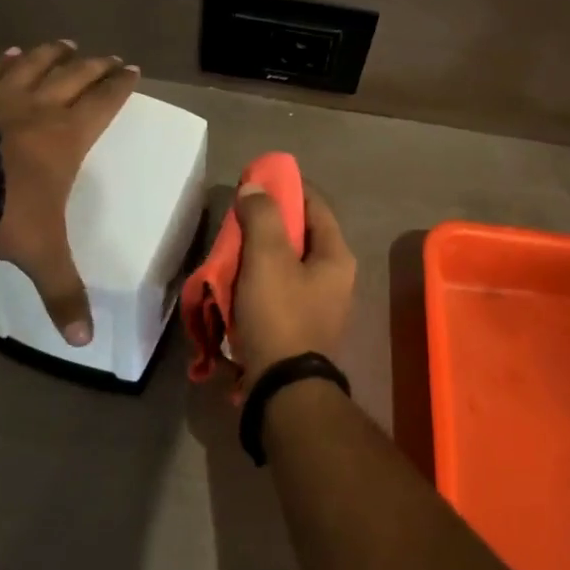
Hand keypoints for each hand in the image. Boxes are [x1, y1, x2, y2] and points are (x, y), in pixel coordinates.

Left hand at [0, 40, 137, 344]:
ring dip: (51, 54)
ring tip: (64, 43)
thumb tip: (84, 340)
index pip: (103, 102)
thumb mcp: (40, 255)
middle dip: (94, 65)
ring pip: (34, 66)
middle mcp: (39, 108)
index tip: (131, 68)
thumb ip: (62, 293)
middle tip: (107, 55)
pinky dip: (1, 62)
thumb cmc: (1, 210)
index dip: (119, 85)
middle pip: (74, 76)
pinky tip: (5, 54)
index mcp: (66, 136)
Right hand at [230, 184, 355, 379]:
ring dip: (261, 251)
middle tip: (240, 215)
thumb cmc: (280, 314)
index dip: (288, 187)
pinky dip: (260, 278)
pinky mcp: (301, 325)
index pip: (315, 205)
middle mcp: (336, 277)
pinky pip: (280, 288)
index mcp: (337, 256)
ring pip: (288, 262)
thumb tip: (255, 187)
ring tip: (233, 246)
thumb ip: (262, 216)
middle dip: (269, 221)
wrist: (283, 389)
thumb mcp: (268, 257)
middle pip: (301, 234)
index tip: (258, 179)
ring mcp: (320, 304)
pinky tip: (237, 280)